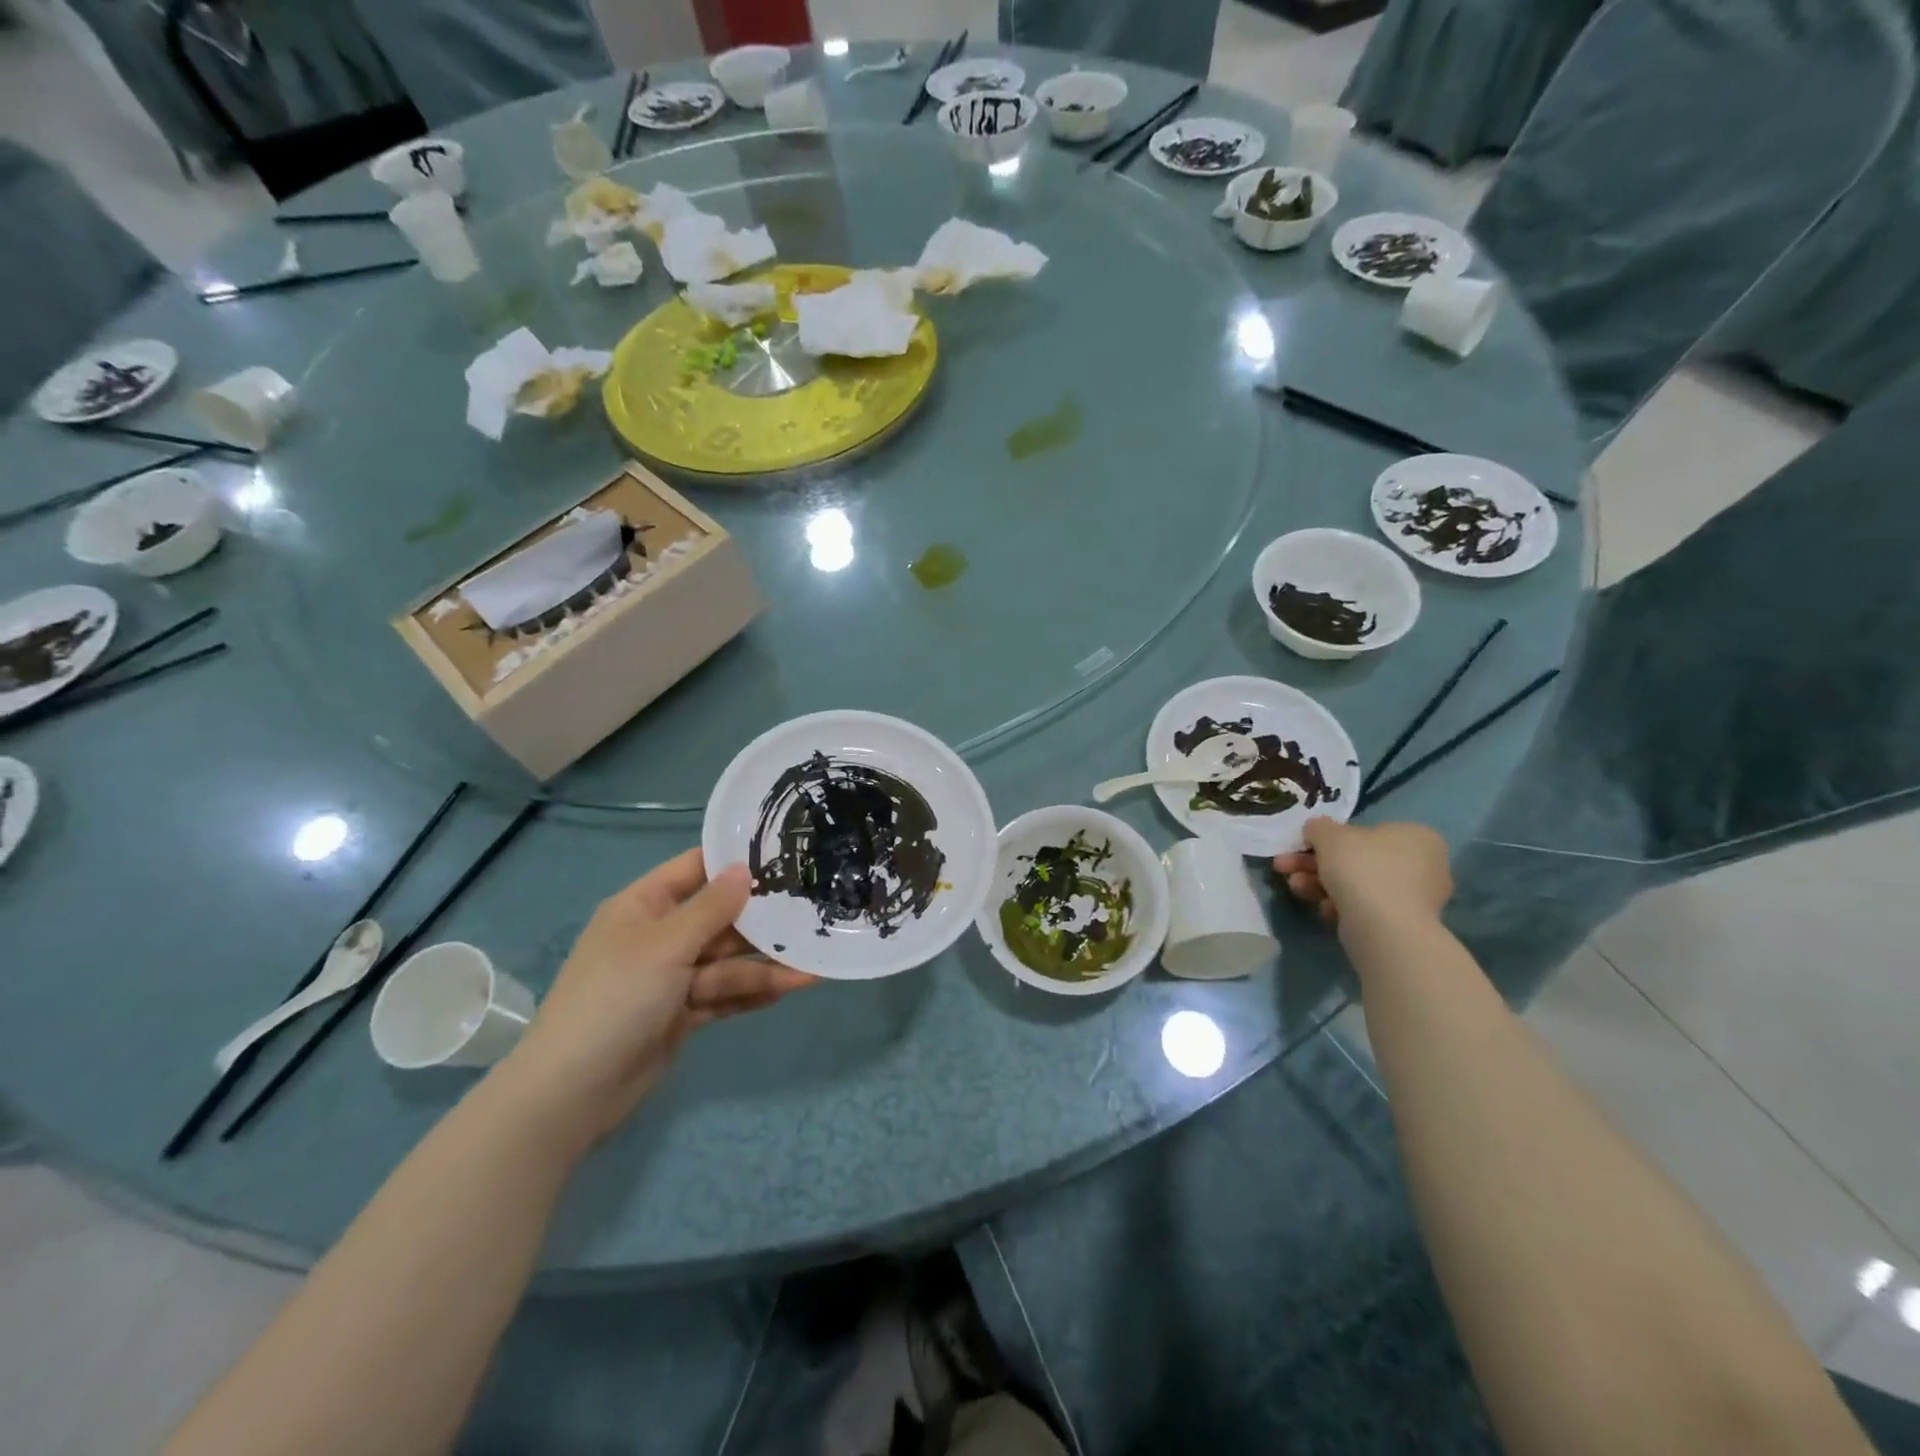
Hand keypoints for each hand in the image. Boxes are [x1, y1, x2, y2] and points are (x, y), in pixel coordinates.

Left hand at [501, 849, 813, 1146]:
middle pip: (720, 919)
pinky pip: (724, 995)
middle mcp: (659, 937)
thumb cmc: (615, 999)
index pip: (695, 870)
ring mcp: (671, 978)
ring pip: (727, 962)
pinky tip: (788, 990)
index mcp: (644, 906)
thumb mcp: (665, 945)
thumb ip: (711, 907)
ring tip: (810, 969)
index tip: (784, 855)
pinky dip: (751, 993)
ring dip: (765, 966)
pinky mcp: (682, 1014)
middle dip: (762, 923)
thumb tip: (744, 868)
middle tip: (812, 915)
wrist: (572, 1093)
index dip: (735, 862)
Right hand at [1272, 818, 1451, 932]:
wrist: (1383, 927)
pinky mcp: (1404, 924)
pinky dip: (1341, 906)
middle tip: (1286, 866)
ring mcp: (1417, 898)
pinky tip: (1324, 909)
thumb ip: (1319, 827)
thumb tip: (1316, 829)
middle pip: (1357, 859)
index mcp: (1416, 836)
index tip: (1303, 845)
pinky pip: (1366, 907)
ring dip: (1319, 883)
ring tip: (1294, 886)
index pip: (1367, 831)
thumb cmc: (1361, 868)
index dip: (1329, 838)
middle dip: (1315, 863)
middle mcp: (1424, 864)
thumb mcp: (1329, 835)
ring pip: (1357, 884)